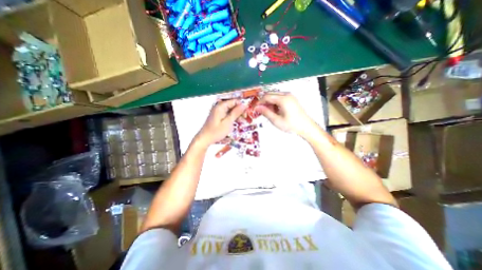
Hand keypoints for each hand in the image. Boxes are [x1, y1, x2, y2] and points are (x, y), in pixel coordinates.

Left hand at [195, 98, 246, 146]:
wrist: (205, 138)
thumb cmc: (216, 131)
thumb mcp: (228, 122)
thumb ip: (236, 113)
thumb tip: (244, 105)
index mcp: (221, 106)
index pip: (235, 101)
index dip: (242, 106)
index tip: (246, 114)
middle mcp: (220, 106)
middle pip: (233, 105)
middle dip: (240, 111)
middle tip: (245, 119)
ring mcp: (219, 111)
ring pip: (231, 110)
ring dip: (237, 115)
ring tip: (241, 122)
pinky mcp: (219, 116)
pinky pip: (228, 114)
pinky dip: (232, 118)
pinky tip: (236, 123)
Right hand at [254, 92, 318, 137]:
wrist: (306, 127)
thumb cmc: (291, 125)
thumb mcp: (276, 120)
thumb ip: (266, 112)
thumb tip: (257, 107)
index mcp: (283, 99)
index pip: (267, 97)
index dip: (260, 102)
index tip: (255, 108)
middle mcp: (287, 94)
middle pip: (271, 94)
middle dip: (264, 102)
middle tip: (261, 111)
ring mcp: (290, 96)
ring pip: (275, 96)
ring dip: (270, 103)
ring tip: (269, 113)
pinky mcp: (292, 99)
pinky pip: (280, 98)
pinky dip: (275, 103)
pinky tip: (275, 111)